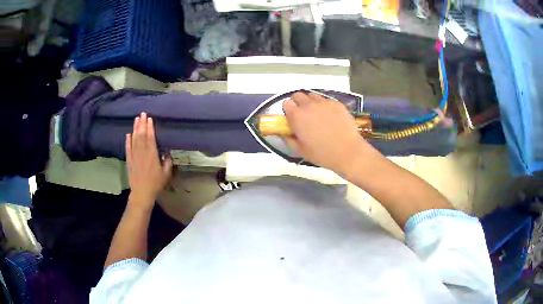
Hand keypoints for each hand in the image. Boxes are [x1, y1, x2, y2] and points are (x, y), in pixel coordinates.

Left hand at [125, 112, 172, 209]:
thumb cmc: (156, 183)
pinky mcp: (129, 160)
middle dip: (142, 123)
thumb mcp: (166, 174)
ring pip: (134, 139)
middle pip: (141, 135)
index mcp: (152, 154)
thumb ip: (168, 162)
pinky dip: (127, 140)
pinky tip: (128, 134)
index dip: (149, 127)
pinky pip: (128, 148)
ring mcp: (134, 156)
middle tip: (142, 113)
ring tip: (136, 119)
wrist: (142, 192)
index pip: (150, 137)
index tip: (149, 118)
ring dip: (135, 128)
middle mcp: (142, 152)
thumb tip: (167, 153)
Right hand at [282, 92, 369, 174]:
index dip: (288, 110)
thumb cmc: (322, 154)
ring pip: (312, 96)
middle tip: (303, 115)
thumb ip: (289, 139)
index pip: (286, 103)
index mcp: (297, 116)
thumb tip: (284, 133)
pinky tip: (330, 117)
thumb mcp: (301, 150)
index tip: (291, 118)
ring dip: (311, 102)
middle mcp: (309, 105)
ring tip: (317, 114)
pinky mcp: (337, 104)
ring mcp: (324, 103)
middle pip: (298, 95)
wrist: (348, 152)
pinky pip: (326, 100)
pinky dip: (325, 106)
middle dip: (297, 103)